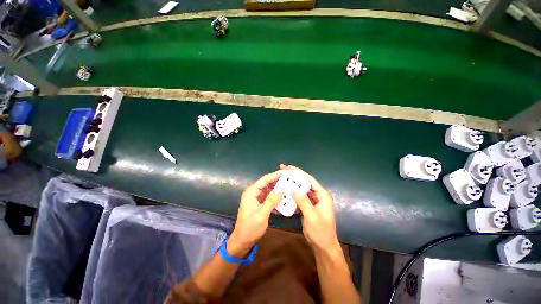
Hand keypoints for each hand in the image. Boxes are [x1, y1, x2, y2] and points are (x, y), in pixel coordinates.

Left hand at [228, 170, 283, 256]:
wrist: (242, 241)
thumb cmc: (250, 227)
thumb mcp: (262, 214)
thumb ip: (271, 200)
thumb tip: (282, 188)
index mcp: (251, 192)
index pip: (265, 179)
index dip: (275, 175)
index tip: (286, 172)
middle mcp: (253, 192)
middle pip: (267, 183)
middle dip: (278, 181)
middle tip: (290, 179)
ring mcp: (256, 198)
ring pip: (268, 190)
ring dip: (277, 189)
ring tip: (289, 187)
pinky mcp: (259, 203)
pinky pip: (268, 197)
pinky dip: (275, 197)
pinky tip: (283, 198)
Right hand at [280, 164, 338, 251]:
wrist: (323, 246)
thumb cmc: (320, 232)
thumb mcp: (311, 216)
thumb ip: (303, 201)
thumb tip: (293, 188)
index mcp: (322, 195)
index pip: (309, 180)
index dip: (299, 172)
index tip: (288, 167)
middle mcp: (318, 195)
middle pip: (305, 182)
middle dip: (294, 176)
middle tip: (283, 170)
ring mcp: (313, 201)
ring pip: (301, 189)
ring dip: (293, 184)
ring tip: (282, 179)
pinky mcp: (308, 206)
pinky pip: (300, 197)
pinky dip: (293, 194)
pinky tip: (286, 192)